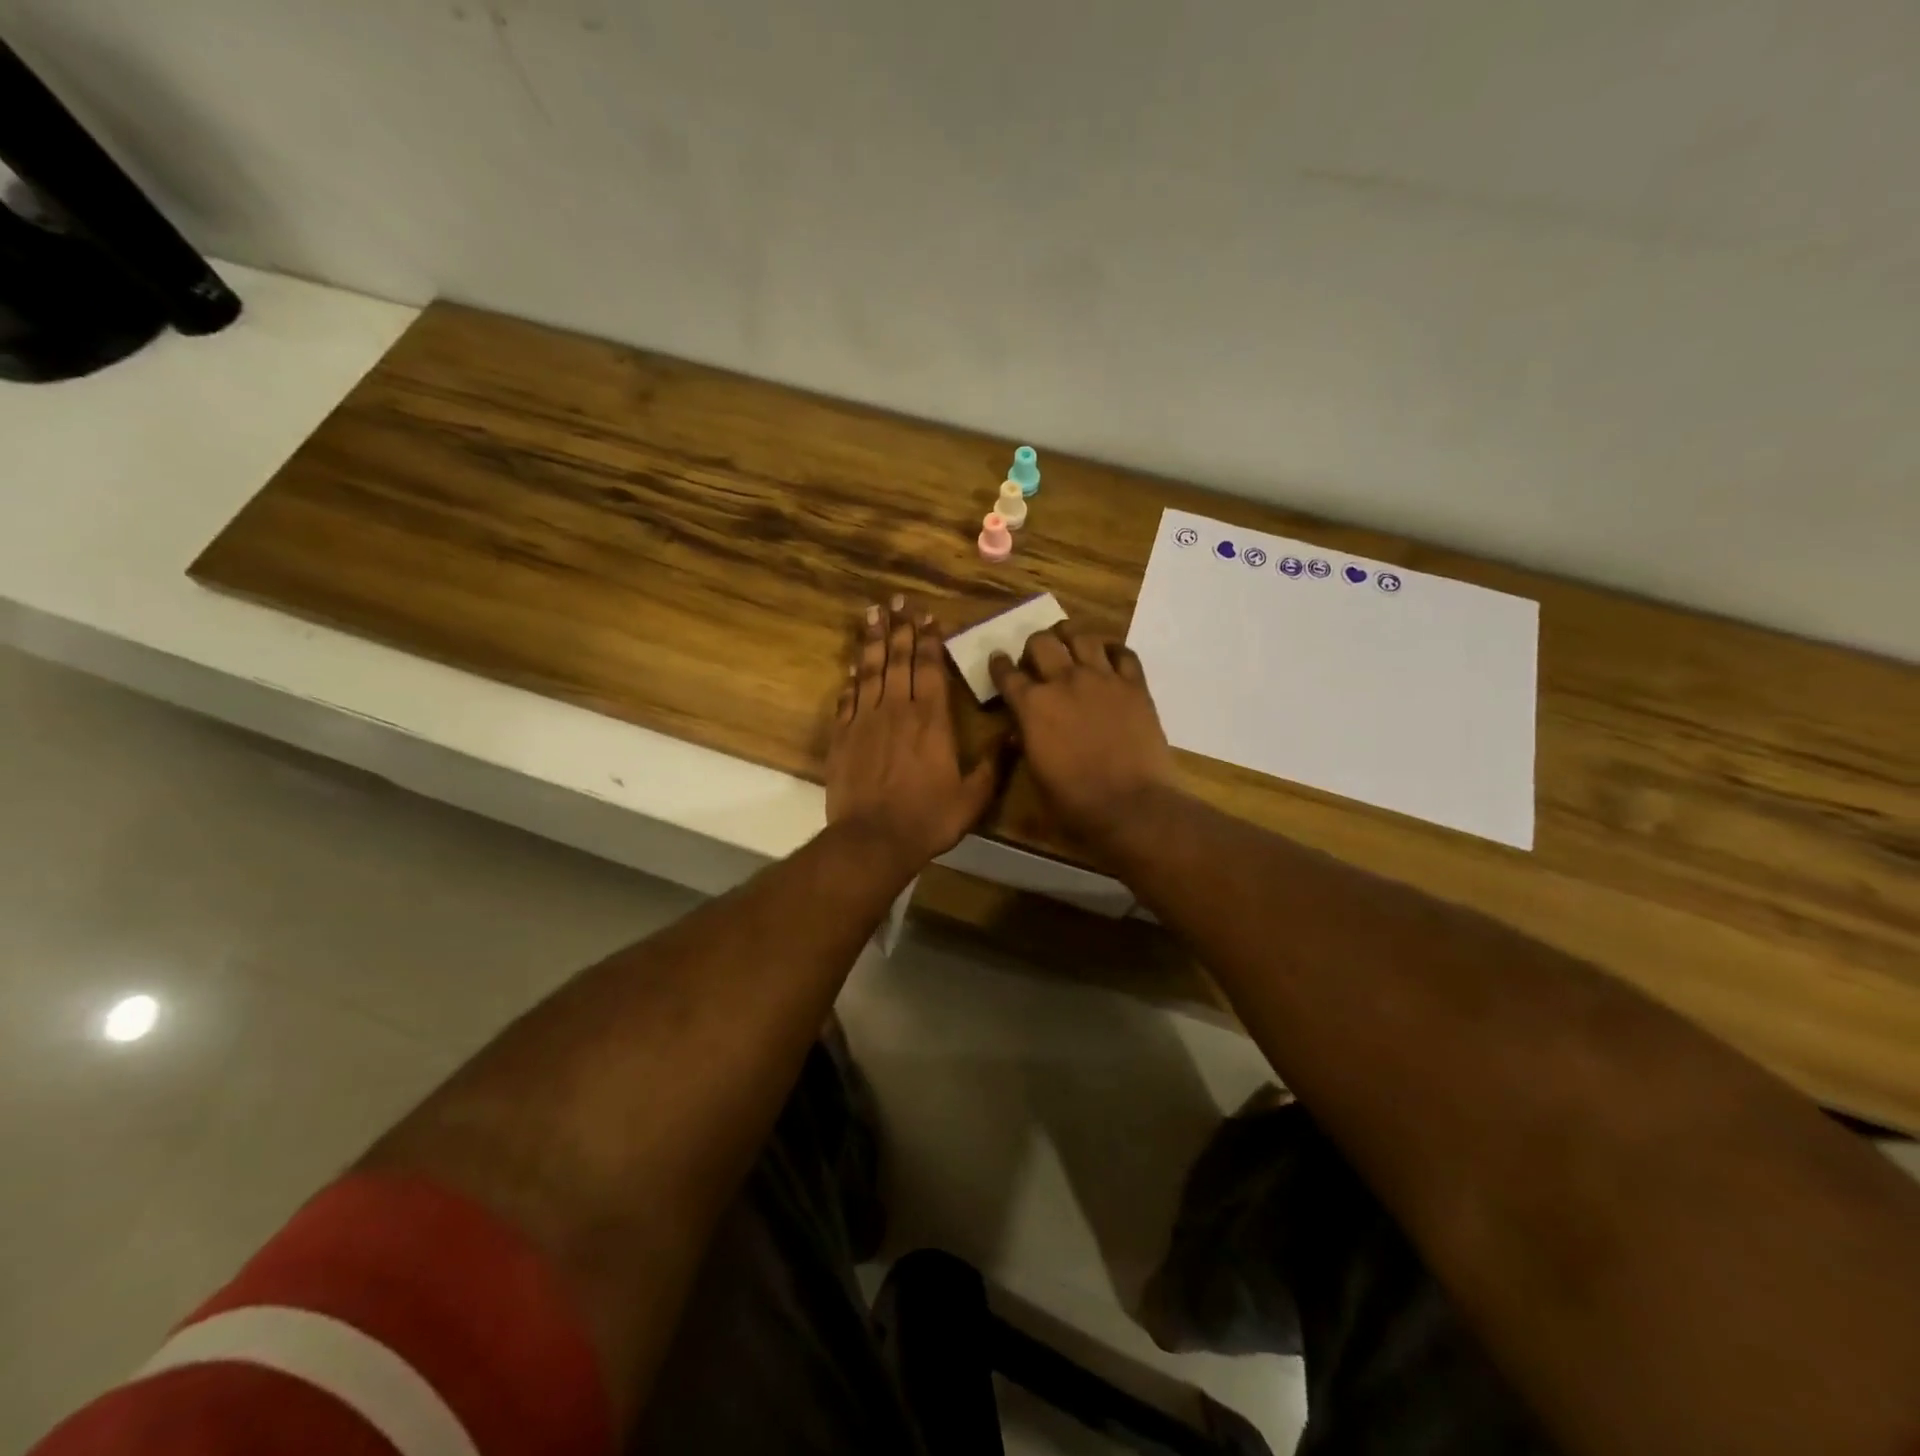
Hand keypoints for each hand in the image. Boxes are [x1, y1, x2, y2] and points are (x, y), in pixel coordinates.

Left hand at [826, 597, 999, 871]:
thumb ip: (994, 765)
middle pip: (899, 659)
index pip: (931, 668)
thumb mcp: (973, 797)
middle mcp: (898, 710)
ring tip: (873, 613)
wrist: (873, 840)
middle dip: (900, 628)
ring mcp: (866, 720)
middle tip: (898, 601)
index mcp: (932, 720)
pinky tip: (853, 665)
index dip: (930, 640)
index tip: (928, 616)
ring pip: (870, 670)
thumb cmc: (928, 818)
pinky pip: (847, 698)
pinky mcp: (843, 736)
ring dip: (872, 640)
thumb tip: (1015, 734)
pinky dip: (851, 679)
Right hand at [988, 624, 1176, 851]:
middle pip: (1041, 642)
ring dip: (1070, 637)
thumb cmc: (1074, 802)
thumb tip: (1021, 728)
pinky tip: (1108, 658)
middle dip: (1034, 646)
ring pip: (1081, 636)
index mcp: (1032, 706)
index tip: (998, 660)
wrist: (1131, 806)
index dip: (999, 664)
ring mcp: (1102, 679)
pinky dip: (1112, 651)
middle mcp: (1064, 681)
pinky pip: (1123, 652)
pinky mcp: (1135, 685)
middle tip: (1037, 658)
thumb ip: (1026, 741)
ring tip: (1070, 644)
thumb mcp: (1035, 774)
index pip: (1006, 672)